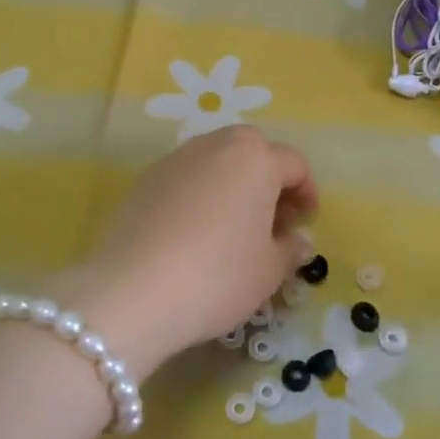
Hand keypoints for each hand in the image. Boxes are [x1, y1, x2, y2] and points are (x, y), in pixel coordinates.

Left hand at [54, 126, 317, 381]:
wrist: (133, 291)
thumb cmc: (217, 277)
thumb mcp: (268, 271)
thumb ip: (290, 248)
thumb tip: (299, 239)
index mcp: (255, 160)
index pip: (294, 164)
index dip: (306, 192)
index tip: (305, 223)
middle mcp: (216, 146)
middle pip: (253, 150)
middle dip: (269, 178)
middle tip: (272, 219)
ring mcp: (176, 159)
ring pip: (216, 158)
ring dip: (233, 182)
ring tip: (233, 225)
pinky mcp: (145, 179)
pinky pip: (186, 176)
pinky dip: (200, 192)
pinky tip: (194, 231)